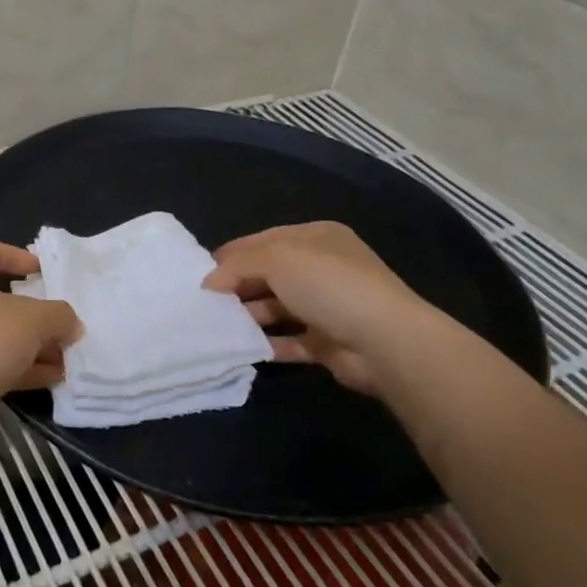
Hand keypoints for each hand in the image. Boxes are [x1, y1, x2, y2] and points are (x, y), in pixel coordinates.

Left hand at [0, 240, 81, 408]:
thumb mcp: (32, 321)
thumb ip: (59, 316)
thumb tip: (71, 324)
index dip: (21, 258)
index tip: (45, 273)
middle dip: (33, 313)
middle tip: (60, 323)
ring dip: (27, 343)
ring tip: (63, 358)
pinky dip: (11, 363)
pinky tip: (46, 378)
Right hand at [204, 223, 436, 395]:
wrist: (385, 341)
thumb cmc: (328, 285)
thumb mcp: (276, 259)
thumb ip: (238, 264)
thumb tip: (210, 282)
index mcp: (316, 237)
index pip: (264, 240)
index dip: (232, 255)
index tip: (201, 274)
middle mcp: (324, 268)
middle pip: (269, 274)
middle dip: (238, 286)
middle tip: (205, 302)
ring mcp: (329, 306)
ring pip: (278, 307)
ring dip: (250, 315)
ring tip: (218, 326)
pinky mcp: (330, 342)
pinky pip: (290, 340)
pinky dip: (268, 344)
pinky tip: (244, 348)